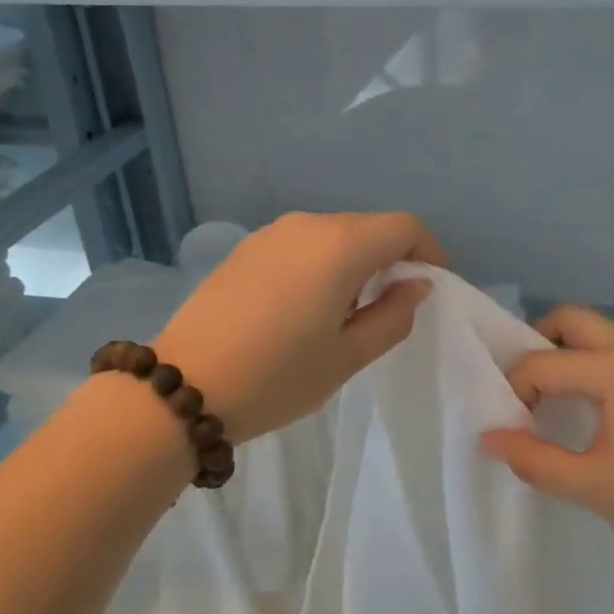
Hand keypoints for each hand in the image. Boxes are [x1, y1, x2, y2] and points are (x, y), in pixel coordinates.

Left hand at [153, 211, 446, 442]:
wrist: (183, 388)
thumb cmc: (278, 376)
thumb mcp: (349, 356)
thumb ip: (393, 314)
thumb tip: (414, 284)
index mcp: (340, 245)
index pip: (405, 226)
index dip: (429, 251)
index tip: (431, 287)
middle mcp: (307, 225)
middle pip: (369, 227)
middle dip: (392, 258)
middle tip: (392, 306)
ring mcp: (271, 233)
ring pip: (334, 235)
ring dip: (355, 262)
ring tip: (347, 311)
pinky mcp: (245, 249)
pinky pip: (301, 244)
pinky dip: (321, 264)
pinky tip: (306, 306)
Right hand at [481, 306, 613, 565]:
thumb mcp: (592, 486)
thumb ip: (534, 460)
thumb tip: (489, 437)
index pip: (543, 362)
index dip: (516, 391)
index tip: (511, 427)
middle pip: (570, 319)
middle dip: (537, 345)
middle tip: (525, 392)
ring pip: (595, 332)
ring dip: (565, 353)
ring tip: (551, 401)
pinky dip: (589, 364)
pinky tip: (590, 408)